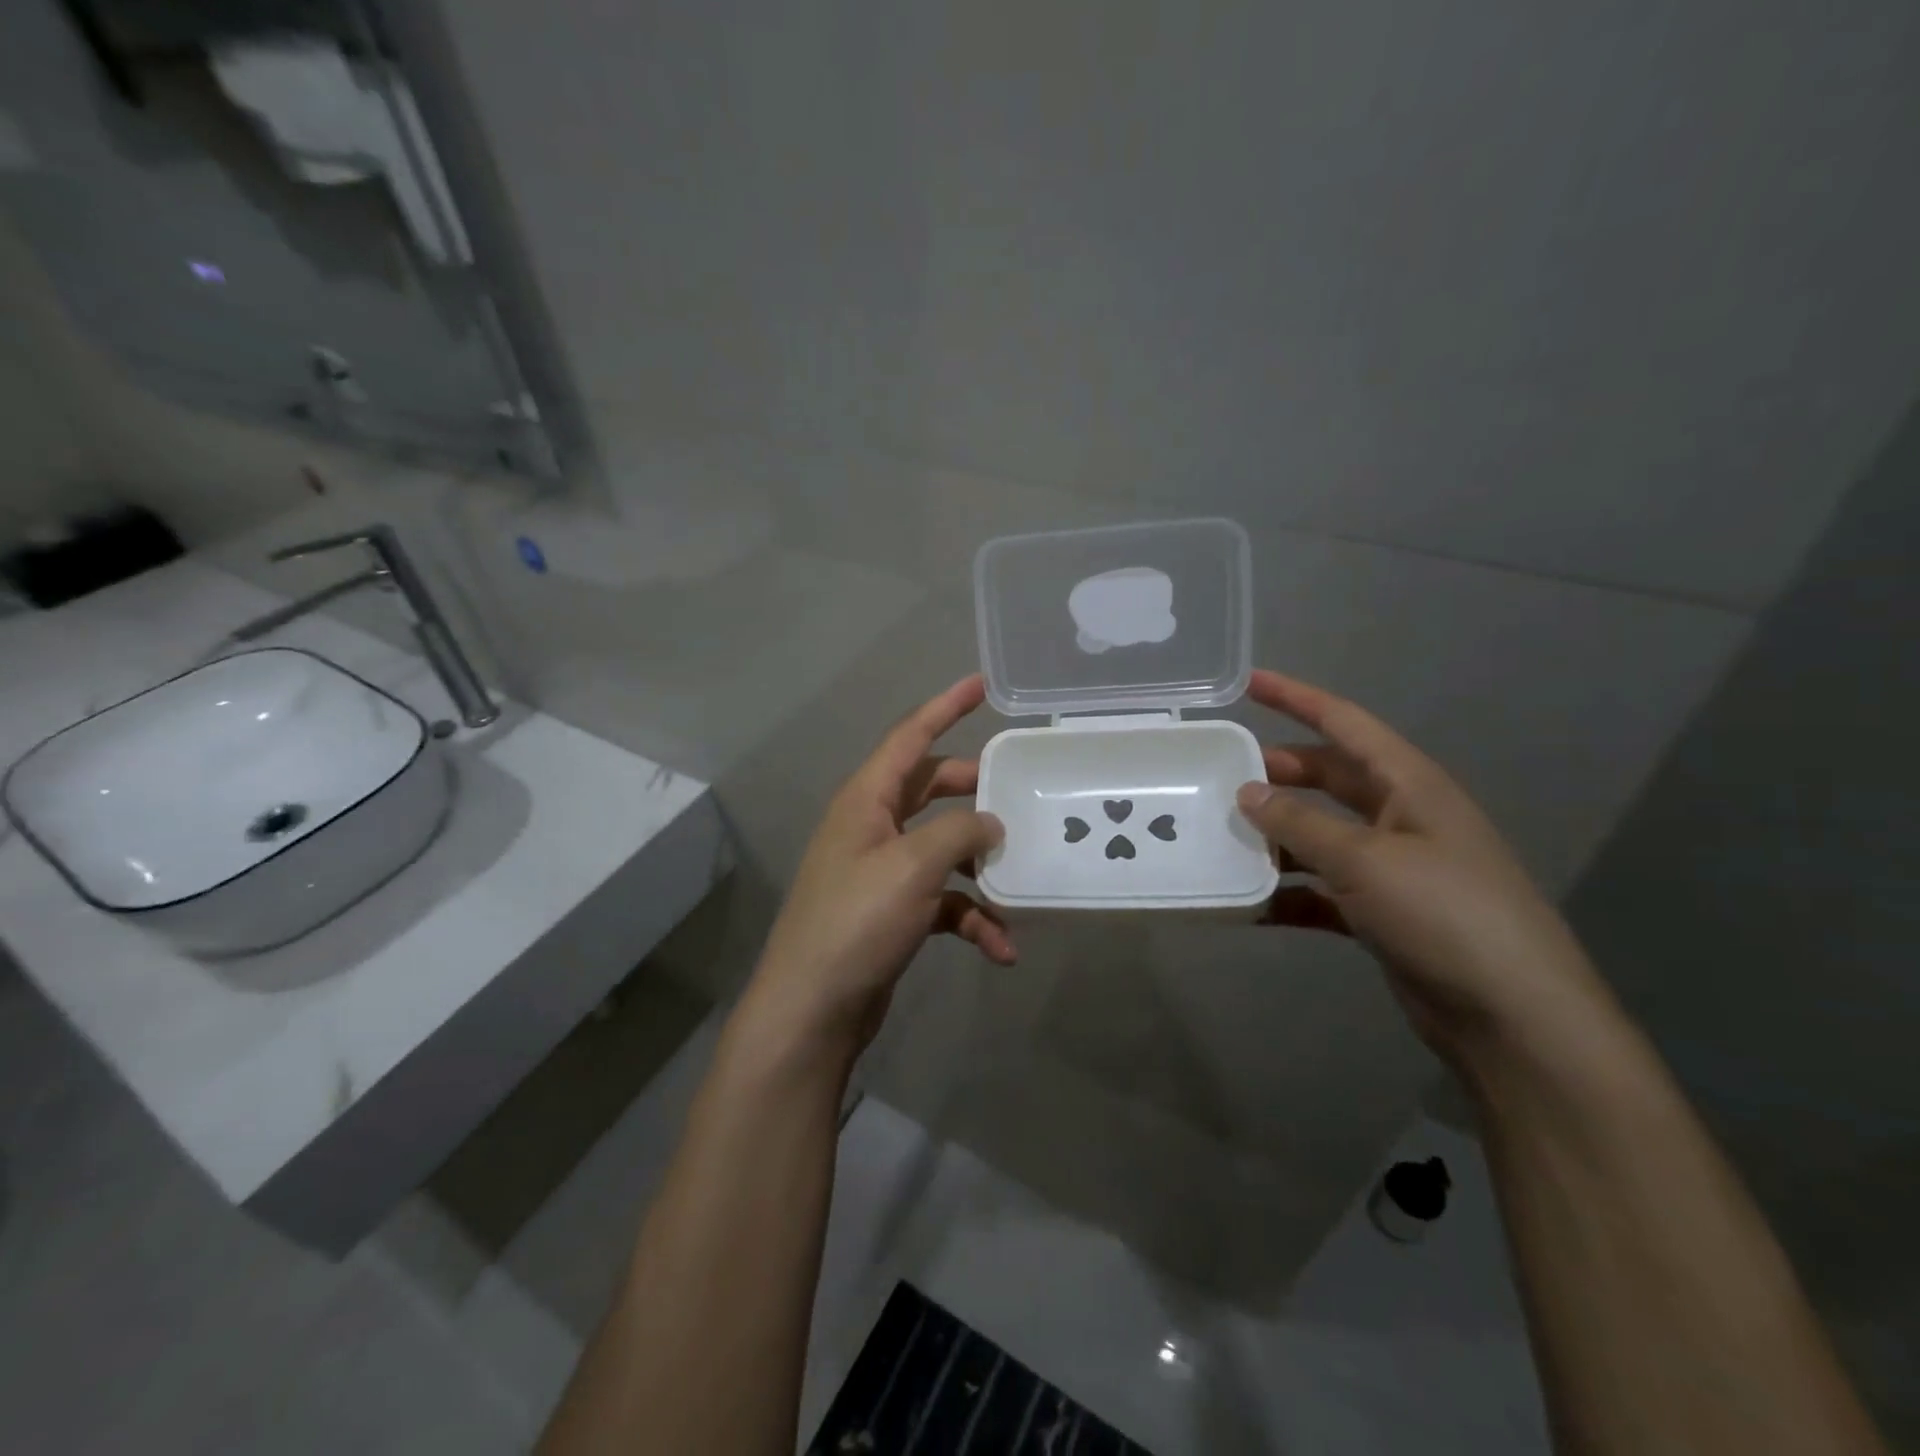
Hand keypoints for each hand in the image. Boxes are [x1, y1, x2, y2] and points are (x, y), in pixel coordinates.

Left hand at [738, 675, 1012, 1063]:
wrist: (813, 1009)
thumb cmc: (857, 921)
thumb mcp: (913, 865)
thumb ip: (959, 832)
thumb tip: (991, 824)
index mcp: (866, 799)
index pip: (909, 737)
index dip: (944, 707)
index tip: (979, 685)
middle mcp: (871, 826)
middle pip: (931, 789)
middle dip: (974, 792)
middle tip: (1018, 790)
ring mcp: (881, 871)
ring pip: (943, 848)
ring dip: (981, 866)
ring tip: (1018, 880)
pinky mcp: (893, 912)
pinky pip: (943, 901)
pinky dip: (972, 917)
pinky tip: (1001, 947)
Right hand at [1236, 670, 1621, 1067]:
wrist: (1513, 1016)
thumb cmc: (1444, 914)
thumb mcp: (1365, 860)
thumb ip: (1300, 823)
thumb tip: (1247, 792)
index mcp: (1409, 785)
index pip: (1345, 724)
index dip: (1296, 698)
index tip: (1249, 682)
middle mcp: (1401, 817)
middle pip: (1328, 778)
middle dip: (1278, 772)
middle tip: (1220, 772)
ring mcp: (1393, 867)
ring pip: (1321, 835)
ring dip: (1277, 836)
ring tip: (1222, 837)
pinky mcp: (1383, 913)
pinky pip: (1323, 889)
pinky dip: (1289, 892)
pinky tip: (1249, 903)